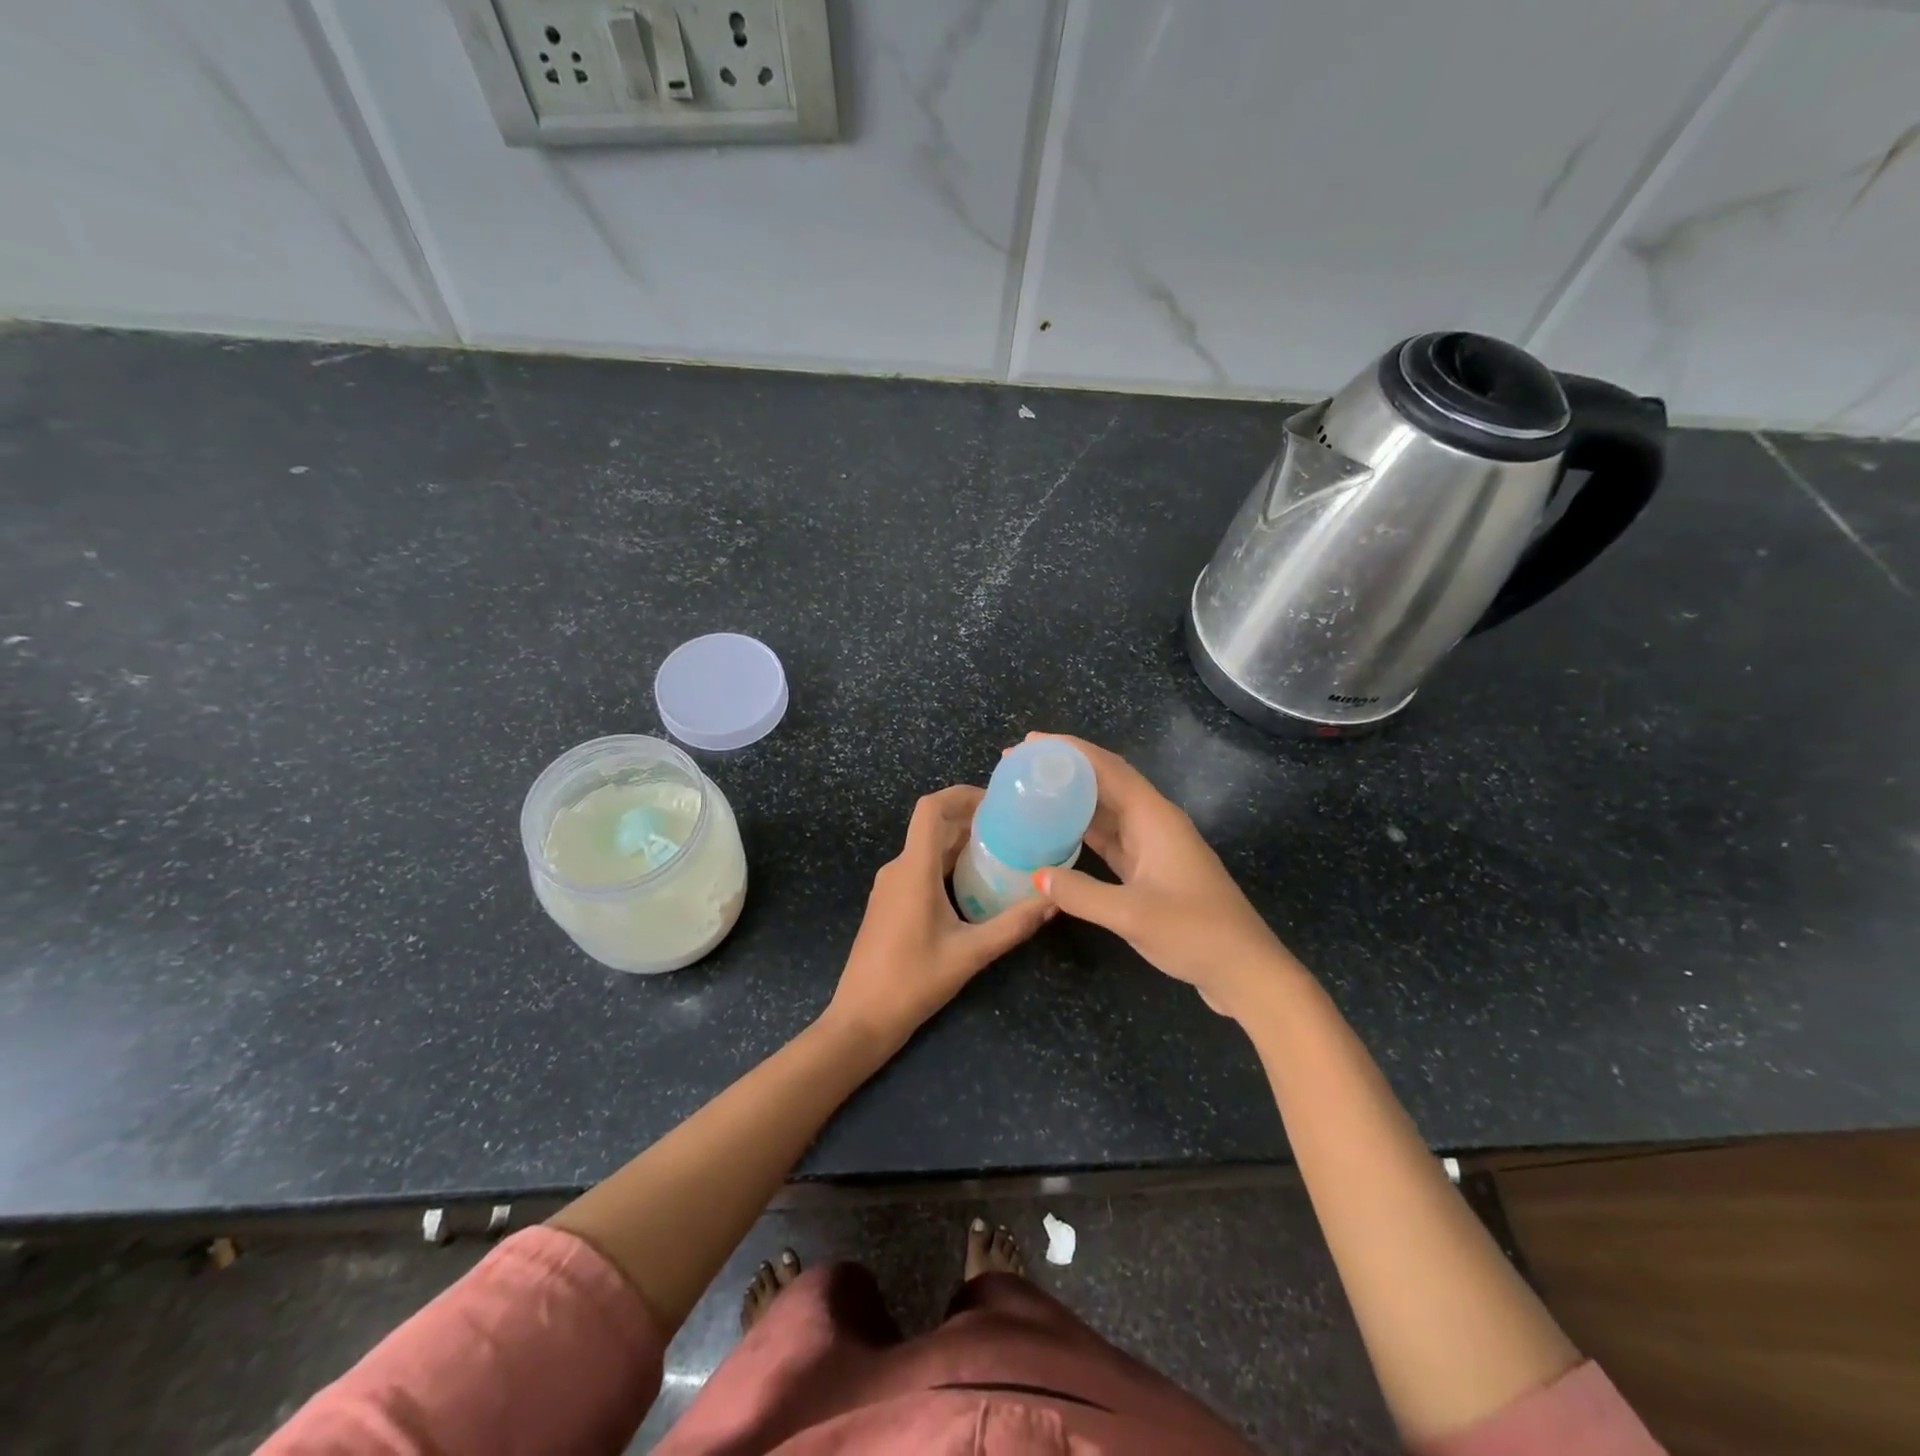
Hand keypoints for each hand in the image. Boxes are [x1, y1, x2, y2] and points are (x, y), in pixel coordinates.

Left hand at [823, 785, 1051, 1051]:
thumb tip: (1053, 900)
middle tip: (1014, 829)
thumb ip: (1013, 925)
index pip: (930, 808)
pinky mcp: (889, 903)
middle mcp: (897, 868)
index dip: (961, 794)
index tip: (997, 801)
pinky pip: (920, 868)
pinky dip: (947, 864)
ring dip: (960, 844)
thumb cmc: (912, 982)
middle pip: (933, 827)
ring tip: (1002, 853)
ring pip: (927, 848)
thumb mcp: (970, 954)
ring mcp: (889, 886)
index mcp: (913, 870)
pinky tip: (975, 884)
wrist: (861, 1019)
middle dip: (971, 821)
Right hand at [1027, 734, 1298, 1013]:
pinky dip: (1083, 831)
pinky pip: (1110, 838)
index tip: (1030, 743)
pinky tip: (1056, 833)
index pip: (1108, 769)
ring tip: (1031, 792)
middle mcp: (1154, 823)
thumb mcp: (1132, 914)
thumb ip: (1081, 893)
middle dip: (1065, 770)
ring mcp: (1154, 847)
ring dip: (1071, 799)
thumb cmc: (1195, 933)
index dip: (1069, 751)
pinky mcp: (1150, 870)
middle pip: (1105, 782)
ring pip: (1106, 810)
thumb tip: (1035, 876)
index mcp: (1155, 818)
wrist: (1244, 970)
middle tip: (1020, 766)